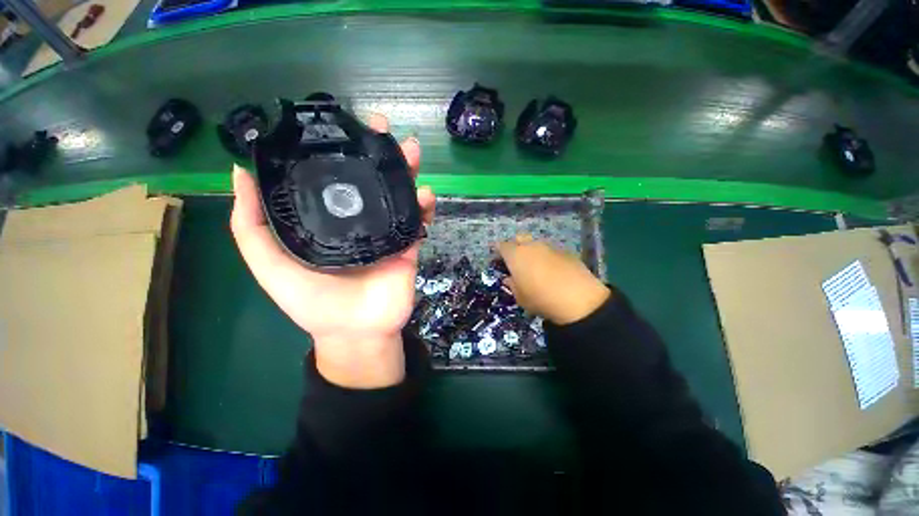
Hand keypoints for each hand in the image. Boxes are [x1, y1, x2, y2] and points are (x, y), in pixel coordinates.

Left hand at [230, 114, 434, 388]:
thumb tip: (240, 172)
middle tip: (384, 128)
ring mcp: (387, 232)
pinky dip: (425, 207)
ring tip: (412, 151)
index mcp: (330, 218)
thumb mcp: (269, 262)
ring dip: (407, 172)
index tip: (343, 124)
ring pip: (399, 195)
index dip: (340, 149)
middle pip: (372, 180)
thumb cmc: (311, 301)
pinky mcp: (408, 246)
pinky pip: (419, 221)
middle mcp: (360, 219)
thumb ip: (253, 223)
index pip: (336, 176)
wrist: (354, 331)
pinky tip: (426, 194)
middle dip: (379, 153)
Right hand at [498, 235, 609, 325]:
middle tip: (516, 262)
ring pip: (536, 244)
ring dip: (532, 252)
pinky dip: (547, 257)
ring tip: (536, 267)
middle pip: (519, 239)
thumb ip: (512, 284)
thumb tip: (509, 278)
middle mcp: (531, 246)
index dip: (498, 252)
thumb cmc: (541, 299)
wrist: (579, 299)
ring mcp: (549, 247)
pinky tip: (553, 271)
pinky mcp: (565, 251)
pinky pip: (550, 251)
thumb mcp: (520, 297)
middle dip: (515, 247)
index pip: (502, 246)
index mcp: (515, 255)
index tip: (498, 260)